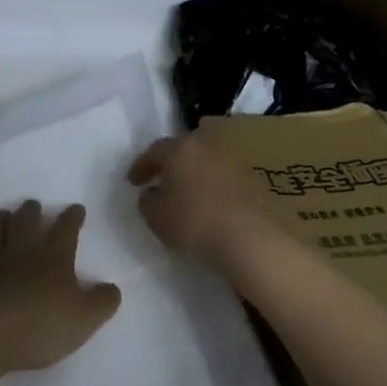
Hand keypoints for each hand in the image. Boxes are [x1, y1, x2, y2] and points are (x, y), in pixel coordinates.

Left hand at [0, 201, 120, 374]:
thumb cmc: (38, 326)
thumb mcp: (84, 319)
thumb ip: (102, 302)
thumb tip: (112, 288)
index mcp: (52, 258)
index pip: (65, 229)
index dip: (72, 217)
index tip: (76, 208)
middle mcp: (19, 251)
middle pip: (25, 222)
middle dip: (31, 211)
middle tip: (33, 205)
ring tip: (2, 214)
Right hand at [127, 134, 283, 275]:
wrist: (251, 237)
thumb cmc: (195, 222)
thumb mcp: (156, 217)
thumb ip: (147, 201)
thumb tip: (151, 194)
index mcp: (180, 149)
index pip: (154, 151)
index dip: (141, 166)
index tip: (133, 182)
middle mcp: (208, 147)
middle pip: (183, 152)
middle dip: (170, 166)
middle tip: (160, 182)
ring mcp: (234, 162)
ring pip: (206, 165)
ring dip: (194, 177)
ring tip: (187, 197)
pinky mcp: (253, 181)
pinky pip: (224, 180)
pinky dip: (214, 189)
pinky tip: (211, 207)